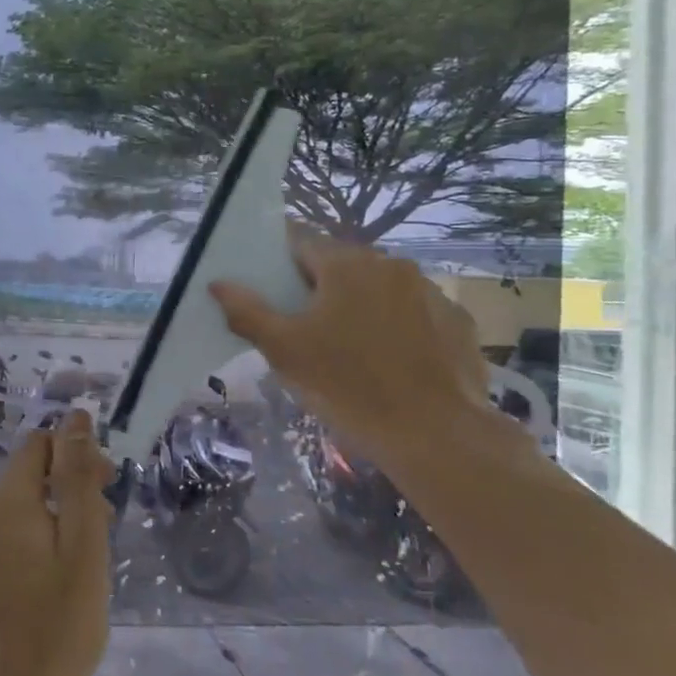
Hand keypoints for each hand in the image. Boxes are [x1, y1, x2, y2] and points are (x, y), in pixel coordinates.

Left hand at [0, 409, 113, 675]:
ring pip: (20, 511)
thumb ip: (78, 480)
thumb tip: (74, 417)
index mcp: (6, 502)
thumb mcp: (82, 549)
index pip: (40, 445)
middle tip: (102, 536)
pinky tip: (53, 587)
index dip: (77, 455)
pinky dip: (34, 546)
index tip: (107, 489)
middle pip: (30, 477)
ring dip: (56, 521)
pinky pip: (5, 540)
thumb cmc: (55, 628)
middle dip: (70, 490)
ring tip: (83, 568)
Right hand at [209, 231, 488, 444]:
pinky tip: (391, 363)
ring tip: (350, 350)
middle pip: (341, 265)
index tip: (271, 291)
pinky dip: (397, 327)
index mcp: (346, 264)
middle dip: (319, 289)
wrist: (434, 434)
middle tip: (305, 330)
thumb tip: (219, 283)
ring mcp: (429, 291)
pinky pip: (413, 313)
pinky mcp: (456, 321)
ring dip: (360, 306)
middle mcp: (391, 264)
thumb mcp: (283, 351)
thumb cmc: (347, 387)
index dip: (279, 263)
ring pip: (379, 288)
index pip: (300, 241)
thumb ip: (247, 311)